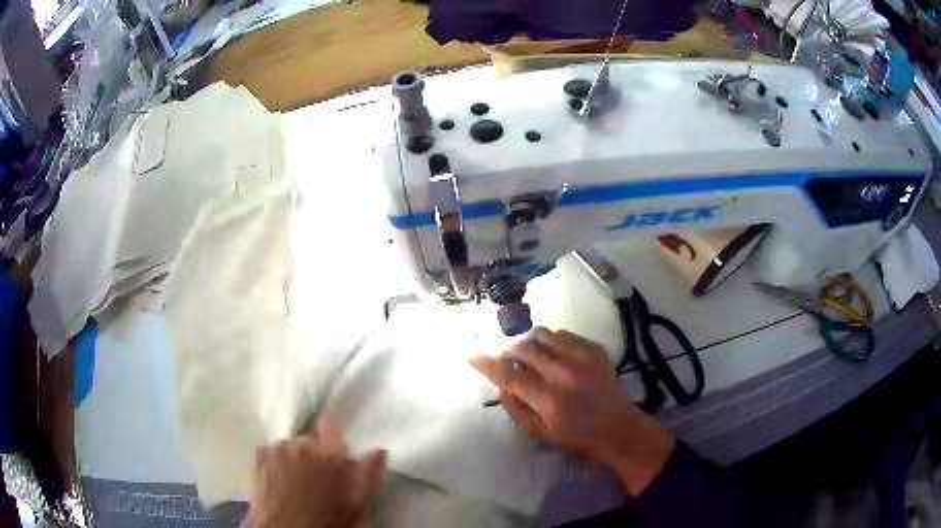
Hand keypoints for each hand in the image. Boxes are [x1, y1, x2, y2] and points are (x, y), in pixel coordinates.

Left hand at [243, 416, 386, 527]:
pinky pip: (272, 451)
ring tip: (299, 481)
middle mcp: (301, 443)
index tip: (336, 442)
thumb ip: (368, 474)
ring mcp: (277, 449)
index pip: (330, 423)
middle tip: (321, 476)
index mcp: (329, 453)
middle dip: (317, 452)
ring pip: (291, 445)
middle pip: (311, 438)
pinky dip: (278, 460)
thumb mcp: (357, 505)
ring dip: (296, 457)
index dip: (333, 430)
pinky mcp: (259, 458)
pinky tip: (280, 479)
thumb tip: (378, 449)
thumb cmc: (327, 521)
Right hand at [469, 327, 674, 494]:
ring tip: (528, 350)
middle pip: (525, 350)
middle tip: (505, 357)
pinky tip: (553, 351)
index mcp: (549, 400)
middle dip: (508, 350)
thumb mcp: (542, 434)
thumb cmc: (578, 438)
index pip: (510, 376)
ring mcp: (583, 358)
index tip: (473, 355)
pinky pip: (566, 334)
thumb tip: (500, 387)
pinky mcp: (596, 350)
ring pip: (545, 334)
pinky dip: (552, 340)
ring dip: (529, 340)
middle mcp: (564, 374)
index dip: (488, 364)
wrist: (619, 429)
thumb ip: (517, 410)